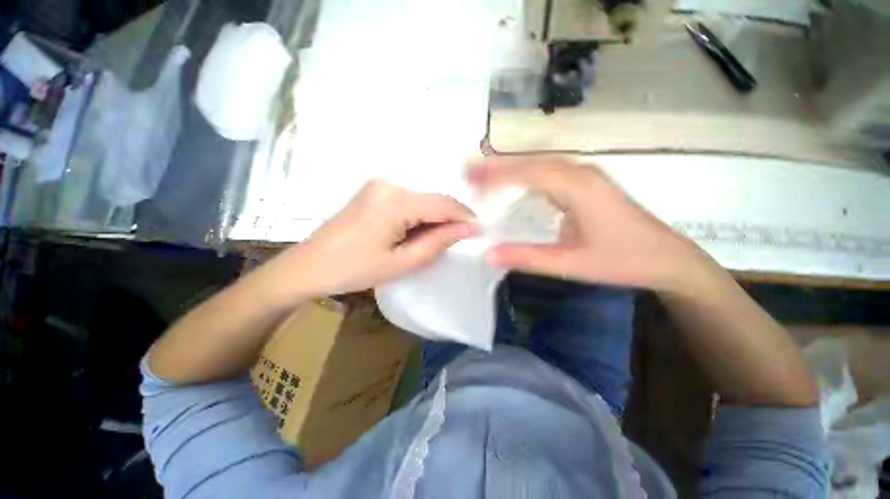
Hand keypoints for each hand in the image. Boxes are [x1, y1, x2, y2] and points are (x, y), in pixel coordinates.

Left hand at [268, 179, 474, 297]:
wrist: (308, 266)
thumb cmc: (354, 269)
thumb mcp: (402, 262)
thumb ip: (437, 242)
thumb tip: (467, 229)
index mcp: (396, 201)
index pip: (444, 203)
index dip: (465, 217)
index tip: (478, 231)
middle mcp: (389, 184)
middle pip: (433, 200)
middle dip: (449, 219)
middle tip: (455, 242)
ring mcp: (379, 185)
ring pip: (422, 200)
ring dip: (433, 219)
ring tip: (433, 242)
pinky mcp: (374, 191)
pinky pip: (408, 200)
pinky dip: (419, 216)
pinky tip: (415, 233)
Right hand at [469, 156, 705, 290]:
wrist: (666, 259)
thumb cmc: (621, 260)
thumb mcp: (570, 263)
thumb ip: (527, 258)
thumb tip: (487, 254)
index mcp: (576, 187)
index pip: (526, 172)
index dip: (495, 174)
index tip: (469, 178)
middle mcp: (580, 173)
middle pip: (530, 162)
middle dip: (497, 166)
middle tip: (468, 172)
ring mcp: (586, 175)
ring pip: (540, 163)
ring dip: (510, 168)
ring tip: (483, 175)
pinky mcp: (587, 183)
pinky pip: (550, 171)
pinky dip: (526, 174)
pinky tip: (515, 182)